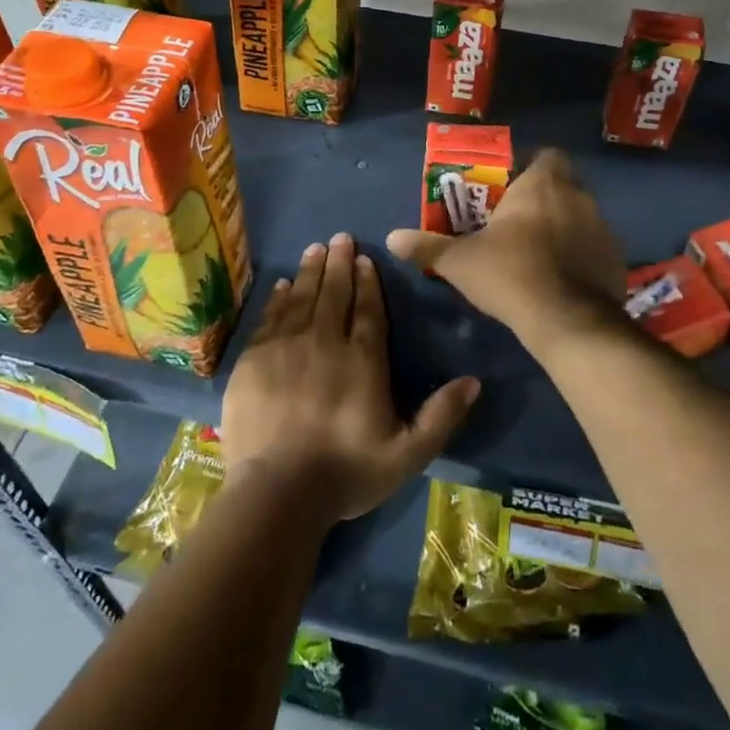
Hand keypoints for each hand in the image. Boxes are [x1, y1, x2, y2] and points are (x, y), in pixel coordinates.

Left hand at [222, 232, 480, 523]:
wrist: (278, 492)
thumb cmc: (346, 473)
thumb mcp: (408, 454)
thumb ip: (441, 416)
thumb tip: (475, 381)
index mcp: (364, 360)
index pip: (368, 310)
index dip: (367, 282)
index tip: (365, 259)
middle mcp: (326, 342)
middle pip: (335, 294)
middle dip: (339, 264)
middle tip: (340, 238)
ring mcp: (287, 347)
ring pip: (303, 298)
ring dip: (312, 271)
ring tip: (316, 248)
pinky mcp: (255, 359)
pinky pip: (271, 317)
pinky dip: (279, 297)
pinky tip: (284, 285)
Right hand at [385, 148, 626, 347]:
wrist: (566, 320)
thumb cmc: (510, 274)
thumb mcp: (459, 261)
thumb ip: (427, 246)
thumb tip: (392, 238)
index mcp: (542, 184)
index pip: (545, 155)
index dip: (528, 166)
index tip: (507, 187)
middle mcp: (578, 197)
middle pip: (561, 186)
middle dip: (541, 199)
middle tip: (515, 222)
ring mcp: (603, 228)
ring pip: (579, 216)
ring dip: (562, 227)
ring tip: (536, 253)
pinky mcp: (616, 259)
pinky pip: (594, 247)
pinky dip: (580, 256)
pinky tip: (561, 278)